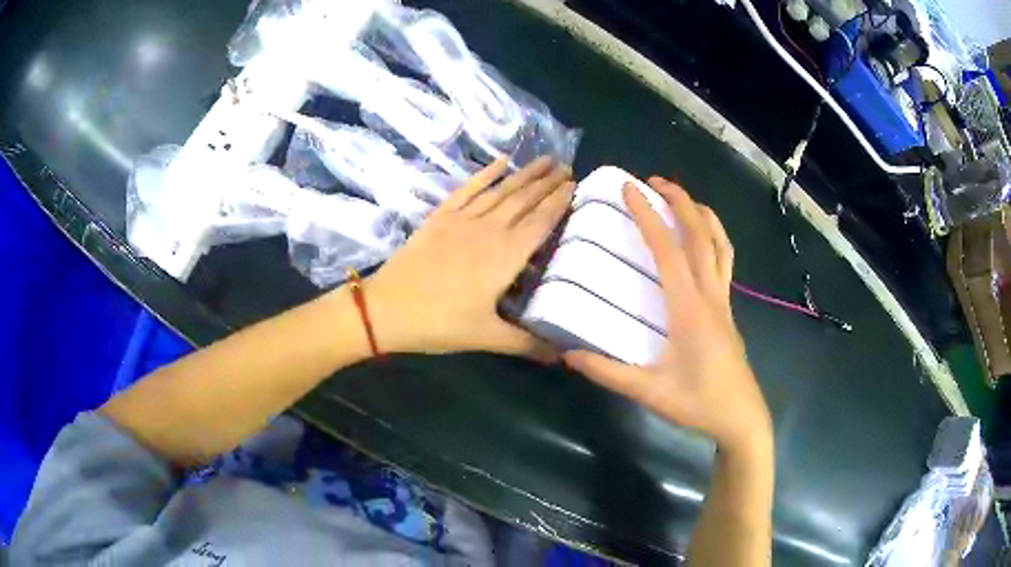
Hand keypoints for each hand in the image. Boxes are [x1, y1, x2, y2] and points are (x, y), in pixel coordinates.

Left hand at [362, 156, 573, 358]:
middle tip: (567, 166)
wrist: (387, 308)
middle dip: (547, 182)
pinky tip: (501, 161)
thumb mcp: (486, 337)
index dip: (559, 201)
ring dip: (524, 173)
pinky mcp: (441, 216)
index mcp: (506, 256)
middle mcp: (489, 229)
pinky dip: (486, 173)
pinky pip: (468, 188)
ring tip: (545, 160)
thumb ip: (527, 344)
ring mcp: (463, 219)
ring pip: (501, 190)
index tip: (575, 184)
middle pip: (524, 199)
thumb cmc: (440, 323)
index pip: (541, 221)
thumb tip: (562, 357)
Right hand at [563, 178, 770, 451]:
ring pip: (720, 245)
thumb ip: (608, 372)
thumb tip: (567, 354)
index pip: (668, 251)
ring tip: (682, 198)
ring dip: (702, 214)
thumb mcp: (649, 392)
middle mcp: (710, 295)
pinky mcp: (728, 310)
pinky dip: (715, 237)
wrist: (740, 418)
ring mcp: (724, 301)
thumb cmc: (698, 403)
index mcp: (689, 309)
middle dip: (679, 201)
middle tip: (655, 181)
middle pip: (700, 236)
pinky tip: (703, 240)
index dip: (649, 216)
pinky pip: (725, 261)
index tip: (630, 189)